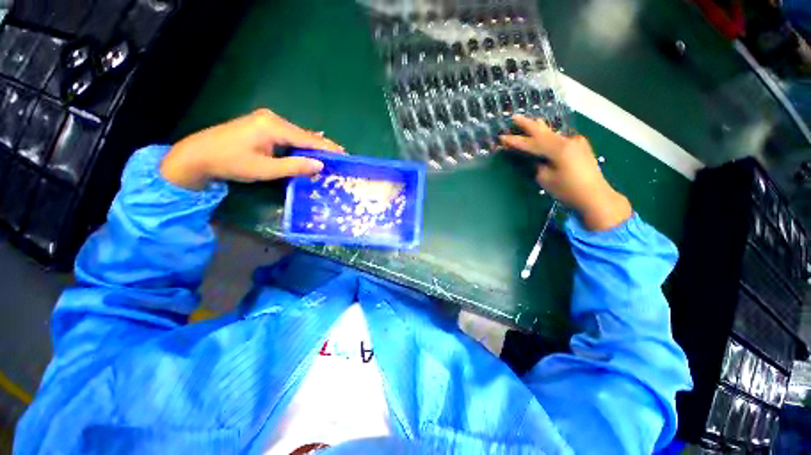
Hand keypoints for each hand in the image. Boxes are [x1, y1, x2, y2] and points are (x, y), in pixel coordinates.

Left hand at [161, 109, 343, 189]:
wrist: (197, 155)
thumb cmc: (231, 163)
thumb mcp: (265, 169)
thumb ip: (294, 166)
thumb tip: (320, 165)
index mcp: (274, 126)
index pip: (308, 139)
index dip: (328, 148)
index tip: (345, 155)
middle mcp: (272, 118)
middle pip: (305, 135)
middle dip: (323, 147)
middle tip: (340, 158)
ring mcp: (266, 120)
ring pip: (297, 135)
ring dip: (312, 146)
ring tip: (331, 155)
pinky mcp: (262, 125)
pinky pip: (289, 135)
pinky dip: (301, 144)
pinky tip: (311, 147)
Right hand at [499, 114, 631, 230]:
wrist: (596, 196)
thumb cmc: (568, 190)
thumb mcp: (546, 179)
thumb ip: (538, 166)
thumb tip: (535, 159)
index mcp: (558, 149)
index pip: (531, 143)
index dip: (515, 141)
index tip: (502, 137)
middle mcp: (568, 141)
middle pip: (544, 131)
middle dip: (528, 124)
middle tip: (515, 116)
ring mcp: (576, 142)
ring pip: (553, 134)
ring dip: (540, 129)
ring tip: (532, 121)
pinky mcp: (580, 148)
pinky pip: (560, 139)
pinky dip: (550, 137)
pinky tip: (547, 136)